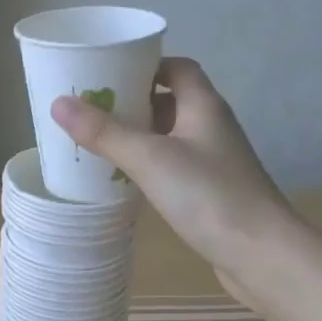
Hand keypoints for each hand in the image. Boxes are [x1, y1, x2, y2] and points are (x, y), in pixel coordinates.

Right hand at [51, 56, 297, 296]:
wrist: (262, 255)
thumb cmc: (209, 196)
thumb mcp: (150, 158)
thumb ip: (105, 132)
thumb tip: (59, 104)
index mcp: (204, 106)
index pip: (177, 68)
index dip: (145, 65)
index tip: (107, 74)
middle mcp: (212, 127)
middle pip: (171, 101)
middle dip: (133, 103)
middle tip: (91, 110)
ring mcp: (214, 162)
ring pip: (171, 137)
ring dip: (139, 137)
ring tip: (99, 143)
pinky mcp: (212, 193)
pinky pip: (175, 168)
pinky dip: (150, 167)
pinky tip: (126, 180)